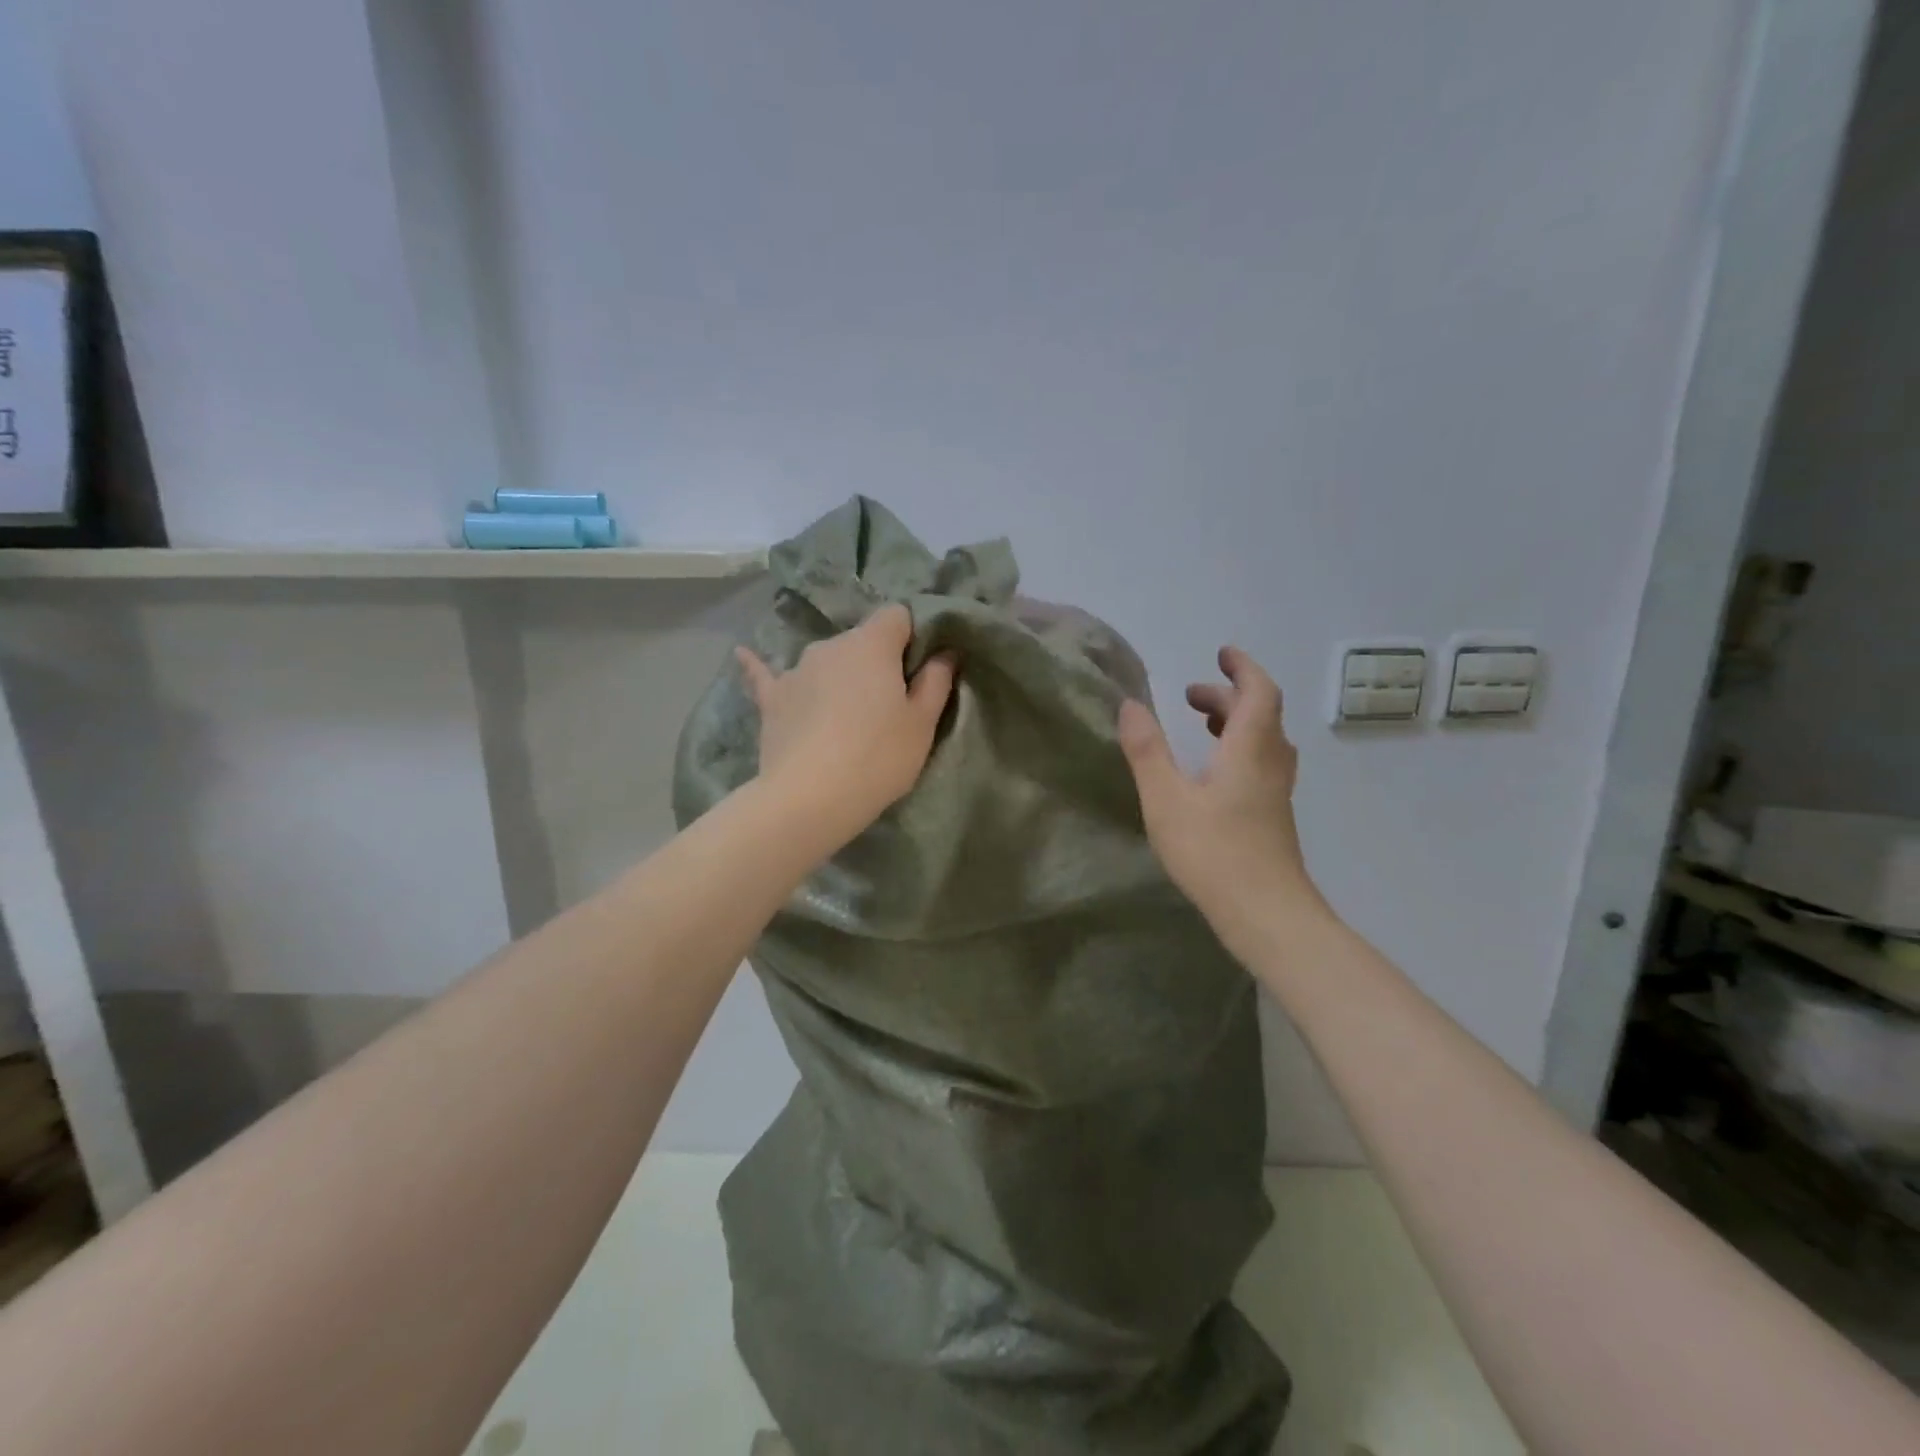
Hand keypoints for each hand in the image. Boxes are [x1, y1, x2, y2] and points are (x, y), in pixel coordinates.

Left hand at [736, 604, 956, 850]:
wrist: (809, 798)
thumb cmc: (878, 757)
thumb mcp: (922, 724)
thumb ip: (936, 681)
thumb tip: (945, 652)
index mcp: (872, 644)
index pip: (897, 615)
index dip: (912, 637)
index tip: (918, 670)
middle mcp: (830, 645)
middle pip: (861, 640)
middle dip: (876, 662)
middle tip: (888, 704)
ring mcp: (796, 670)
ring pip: (826, 661)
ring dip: (838, 676)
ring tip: (844, 712)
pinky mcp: (772, 699)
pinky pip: (767, 675)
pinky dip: (761, 666)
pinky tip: (743, 654)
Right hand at [1118, 647, 1324, 957]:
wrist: (1267, 915)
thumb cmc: (1214, 853)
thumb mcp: (1166, 799)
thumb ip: (1147, 750)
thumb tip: (1130, 705)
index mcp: (1249, 749)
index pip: (1259, 691)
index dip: (1242, 667)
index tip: (1221, 653)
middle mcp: (1271, 763)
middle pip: (1261, 714)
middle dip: (1228, 696)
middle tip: (1190, 696)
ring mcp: (1277, 792)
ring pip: (1265, 741)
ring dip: (1237, 722)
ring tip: (1202, 725)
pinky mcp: (1274, 816)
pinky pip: (1262, 764)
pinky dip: (1239, 749)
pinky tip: (1213, 774)